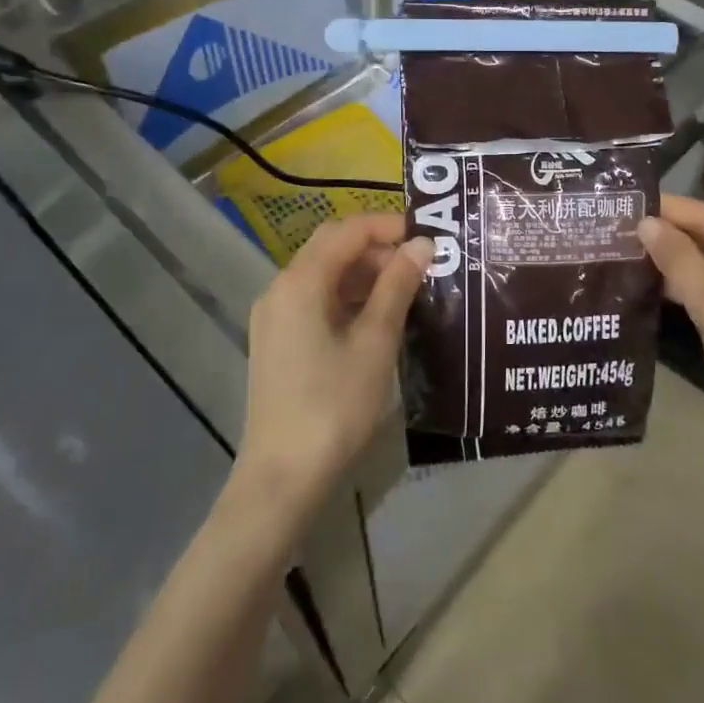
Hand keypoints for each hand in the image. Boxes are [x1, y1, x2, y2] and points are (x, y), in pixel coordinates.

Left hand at [234, 214, 430, 525]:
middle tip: (422, 264)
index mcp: (300, 282)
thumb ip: (397, 286)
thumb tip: (422, 245)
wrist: (283, 476)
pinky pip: (315, 300)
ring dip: (364, 273)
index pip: (347, 230)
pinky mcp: (277, 340)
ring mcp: (274, 316)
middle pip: (331, 247)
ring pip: (324, 274)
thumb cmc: (335, 405)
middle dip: (377, 248)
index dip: (388, 226)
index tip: (428, 236)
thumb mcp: (375, 342)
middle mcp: (280, 288)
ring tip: (408, 289)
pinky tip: (378, 316)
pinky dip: (347, 297)